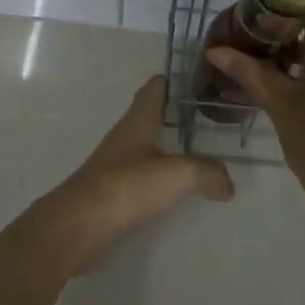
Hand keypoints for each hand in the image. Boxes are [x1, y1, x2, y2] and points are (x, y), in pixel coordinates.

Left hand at [28, 75, 234, 274]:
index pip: (154, 90)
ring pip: (146, 149)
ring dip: (168, 148)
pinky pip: (142, 179)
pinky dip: (161, 179)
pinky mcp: (112, 195)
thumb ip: (207, 173)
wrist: (77, 227)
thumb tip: (227, 185)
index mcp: (137, 123)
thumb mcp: (177, 174)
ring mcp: (115, 168)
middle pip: (150, 118)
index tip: (196, 77)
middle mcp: (125, 140)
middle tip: (208, 116)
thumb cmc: (125, 187)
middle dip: (175, 114)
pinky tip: (177, 190)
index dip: (172, 81)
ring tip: (200, 153)